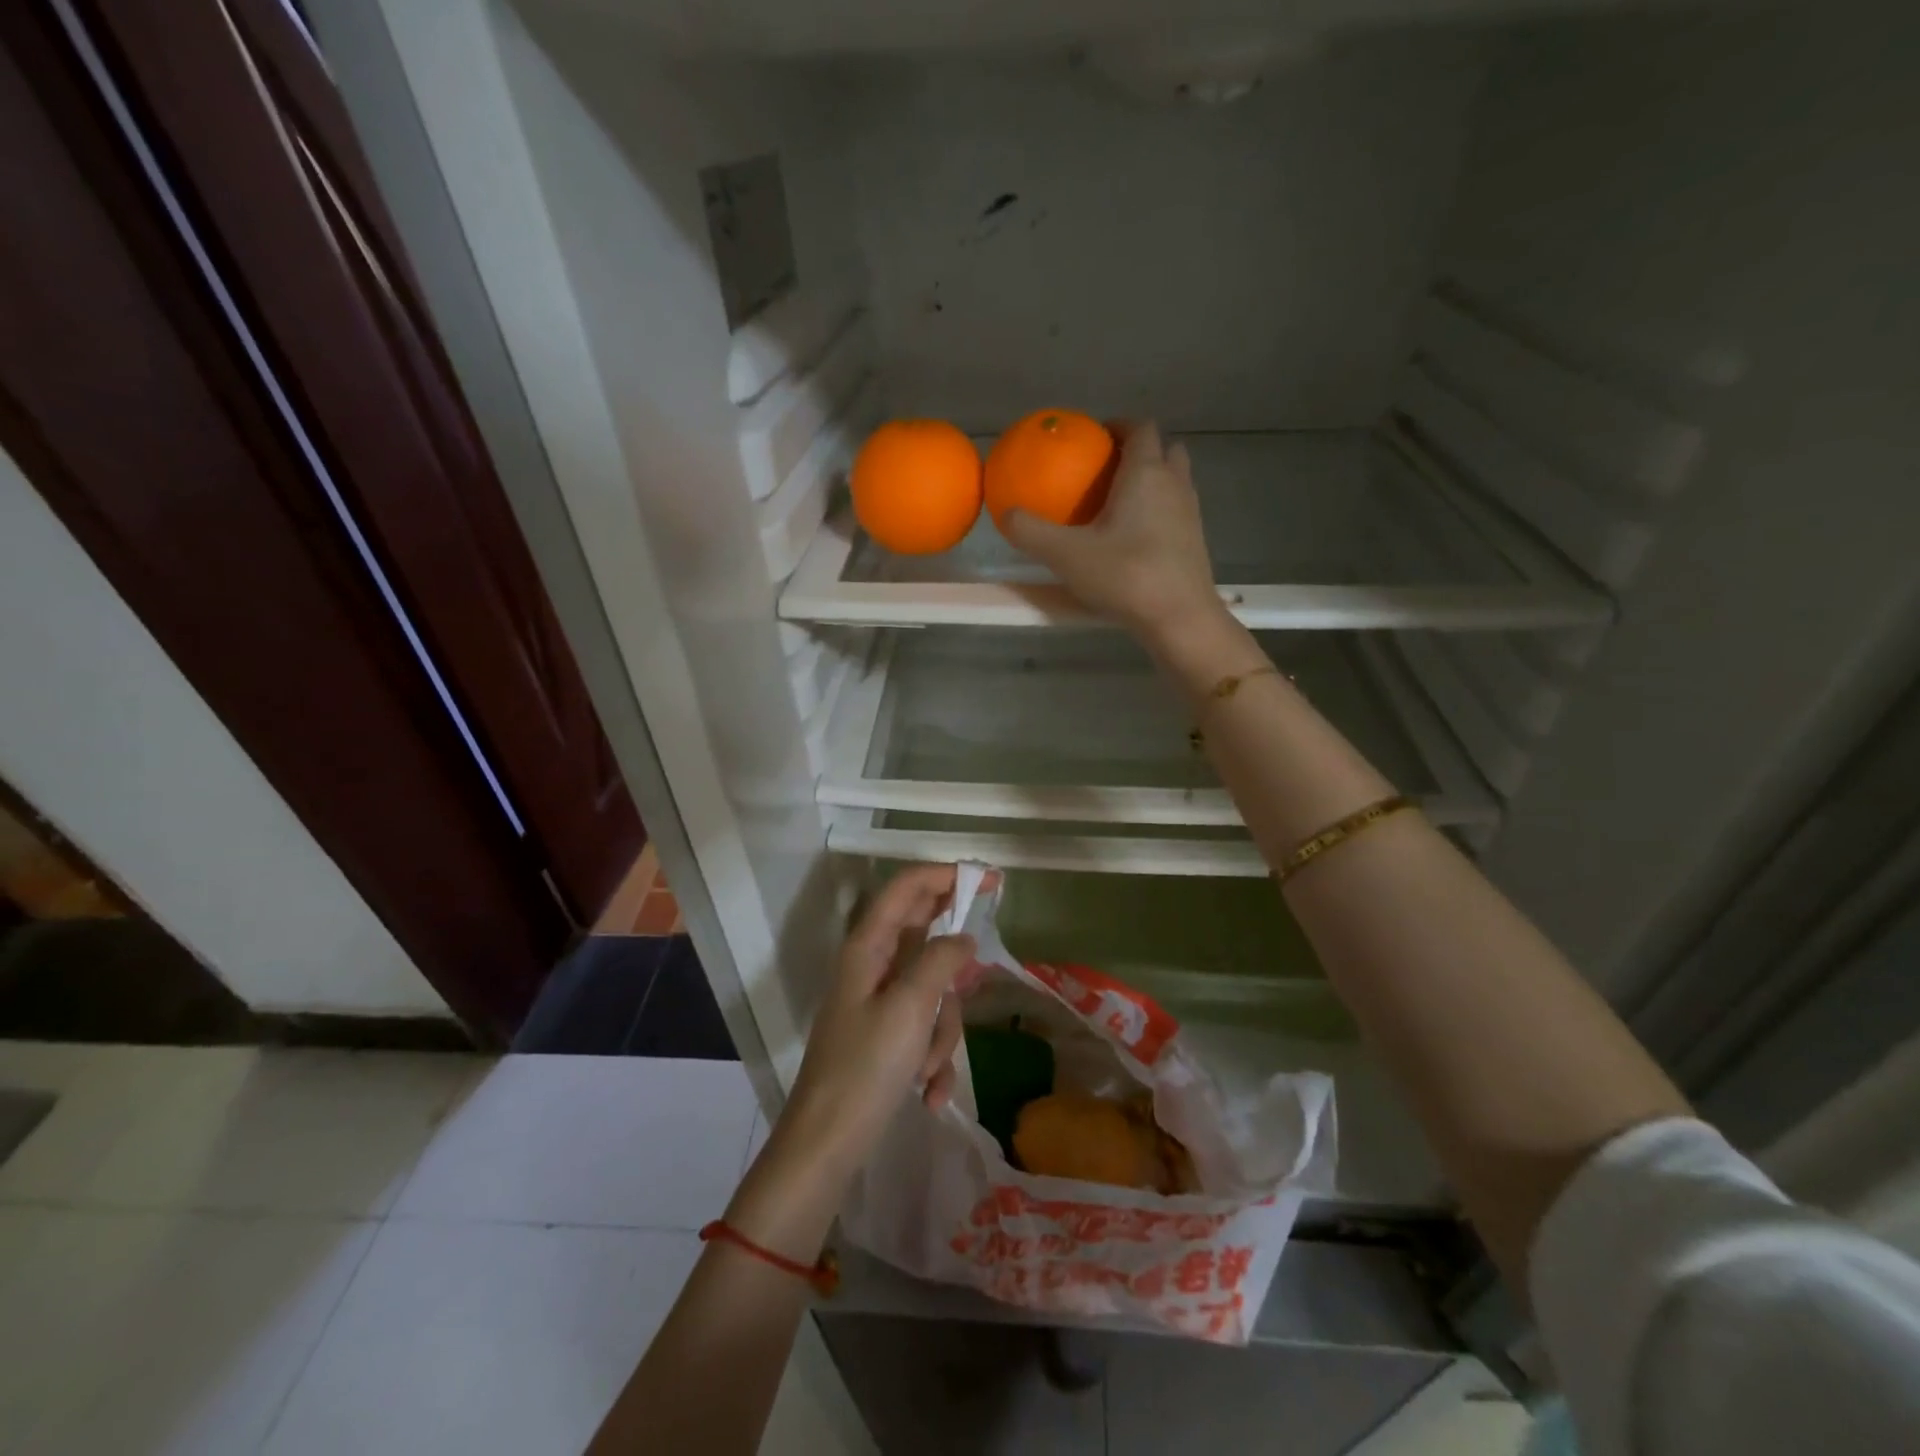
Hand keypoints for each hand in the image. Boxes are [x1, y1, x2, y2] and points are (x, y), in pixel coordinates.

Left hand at [776, 864, 975, 1182]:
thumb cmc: (866, 1068)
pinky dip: (933, 1057)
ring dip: (942, 1029)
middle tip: (980, 967)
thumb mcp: (911, 1008)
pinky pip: (924, 1030)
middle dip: (952, 964)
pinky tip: (930, 1094)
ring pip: (933, 991)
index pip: (908, 888)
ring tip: (928, 1067)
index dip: (947, 875)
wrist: (826, 1146)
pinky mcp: (886, 1036)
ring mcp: (879, 1003)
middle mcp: (872, 966)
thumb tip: (965, 938)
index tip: (990, 880)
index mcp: (868, 947)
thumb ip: (941, 961)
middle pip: (924, 938)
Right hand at [1004, 421, 1226, 648]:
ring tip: (1120, 502)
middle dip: (1140, 450)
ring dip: (1154, 480)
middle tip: (1109, 468)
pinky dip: (1160, 510)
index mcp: (1146, 473)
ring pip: (1175, 480)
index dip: (1119, 425)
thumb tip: (1007, 513)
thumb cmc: (1125, 575)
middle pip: (1165, 449)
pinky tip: (1134, 538)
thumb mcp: (1066, 555)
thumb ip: (1031, 532)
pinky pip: (1177, 510)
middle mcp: (1174, 484)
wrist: (1179, 618)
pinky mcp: (1196, 541)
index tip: (1096, 436)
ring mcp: (1191, 513)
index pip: (1140, 428)